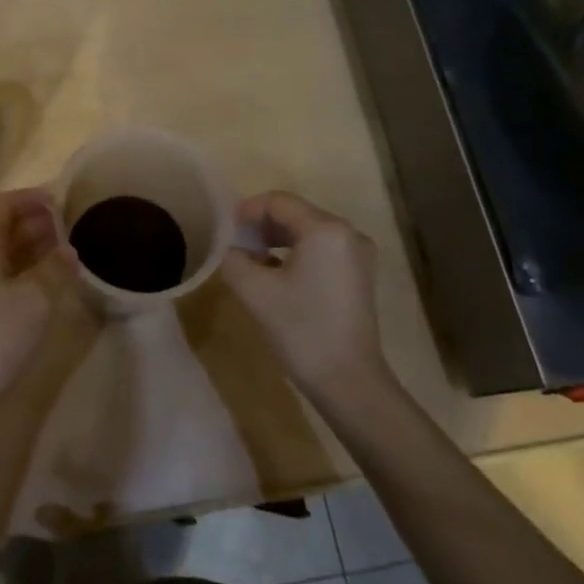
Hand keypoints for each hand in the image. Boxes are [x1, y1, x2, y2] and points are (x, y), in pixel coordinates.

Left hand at [0, 187, 76, 417]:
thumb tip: (67, 249)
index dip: (32, 198)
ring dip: (28, 247)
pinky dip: (18, 269)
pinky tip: (41, 285)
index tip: (62, 200)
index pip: (3, 203)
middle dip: (34, 222)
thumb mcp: (35, 300)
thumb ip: (55, 268)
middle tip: (69, 227)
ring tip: (63, 253)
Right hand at [220, 191, 391, 405]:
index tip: (225, 231)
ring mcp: (357, 254)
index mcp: (325, 229)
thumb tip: (230, 248)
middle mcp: (347, 232)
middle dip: (261, 225)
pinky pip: (321, 248)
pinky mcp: (359, 274)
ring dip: (276, 240)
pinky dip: (295, 253)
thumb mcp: (254, 291)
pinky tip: (275, 274)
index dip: (246, 211)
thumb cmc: (301, 330)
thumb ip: (233, 258)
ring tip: (251, 260)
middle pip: (295, 213)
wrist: (349, 382)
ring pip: (307, 231)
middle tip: (234, 246)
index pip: (278, 202)